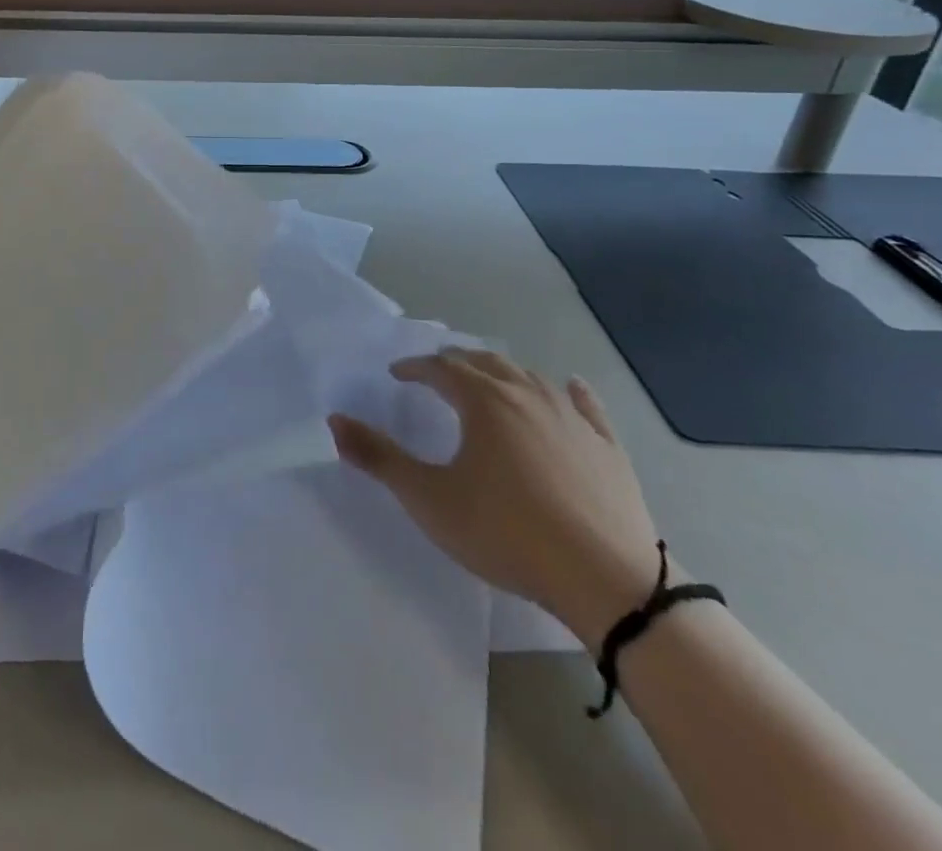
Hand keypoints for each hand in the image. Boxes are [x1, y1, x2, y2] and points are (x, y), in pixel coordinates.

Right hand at [330, 349, 662, 643]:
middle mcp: (527, 394)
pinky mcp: (607, 446)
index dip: (414, 367)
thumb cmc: (507, 533)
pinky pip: (586, 405)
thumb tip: (334, 420)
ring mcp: (572, 418)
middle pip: (486, 363)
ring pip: (531, 377)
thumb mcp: (429, 499)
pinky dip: (570, 391)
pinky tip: (570, 387)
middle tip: (437, 371)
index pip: (441, 368)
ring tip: (489, 379)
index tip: (396, 373)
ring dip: (504, 372)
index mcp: (484, 400)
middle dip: (456, 362)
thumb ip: (379, 457)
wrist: (606, 579)